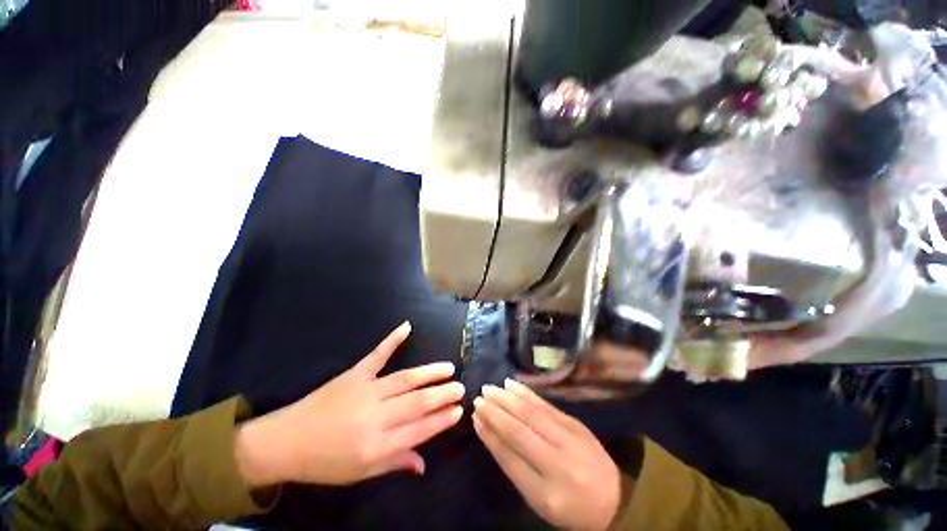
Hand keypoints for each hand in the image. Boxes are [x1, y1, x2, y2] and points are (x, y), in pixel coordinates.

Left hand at [235, 322, 464, 486]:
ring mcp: (365, 391)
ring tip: (448, 368)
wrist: (286, 441)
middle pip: (417, 402)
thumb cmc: (325, 462)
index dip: (441, 420)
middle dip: (442, 394)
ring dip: (429, 372)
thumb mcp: (360, 473)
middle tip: (460, 388)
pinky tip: (407, 327)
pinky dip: (392, 340)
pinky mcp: (354, 374)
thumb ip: (395, 463)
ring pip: (405, 379)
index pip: (419, 430)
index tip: (458, 411)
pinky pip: (377, 355)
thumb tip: (424, 463)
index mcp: (376, 446)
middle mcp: (374, 417)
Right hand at [473, 379, 621, 530]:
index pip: (510, 457)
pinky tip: (511, 384)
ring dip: (507, 398)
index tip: (475, 417)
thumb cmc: (570, 505)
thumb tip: (491, 433)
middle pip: (519, 430)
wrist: (615, 498)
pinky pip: (545, 404)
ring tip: (489, 389)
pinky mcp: (574, 422)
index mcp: (546, 491)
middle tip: (478, 397)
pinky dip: (526, 392)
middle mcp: (557, 462)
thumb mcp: (540, 500)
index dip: (490, 435)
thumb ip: (515, 468)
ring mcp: (569, 438)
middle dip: (496, 412)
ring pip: (531, 413)